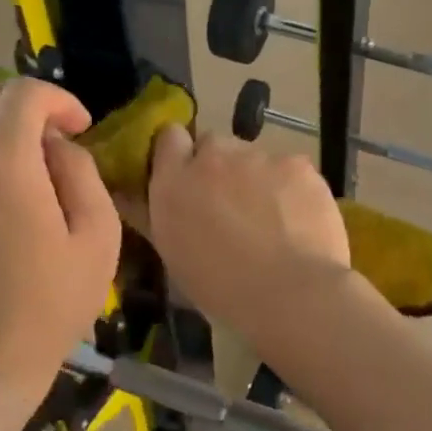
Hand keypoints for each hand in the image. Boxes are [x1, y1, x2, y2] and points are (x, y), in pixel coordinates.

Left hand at [0, 78, 120, 395]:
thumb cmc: (53, 302)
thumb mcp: (99, 237)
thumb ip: (82, 173)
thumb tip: (57, 144)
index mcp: (2, 166)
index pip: (23, 94)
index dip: (59, 99)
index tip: (79, 126)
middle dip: (21, 104)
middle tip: (49, 139)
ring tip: (13, 166)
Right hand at [143, 126, 350, 341]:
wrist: (290, 292)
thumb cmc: (223, 291)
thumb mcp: (175, 259)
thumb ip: (154, 219)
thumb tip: (131, 198)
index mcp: (173, 184)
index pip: (169, 138)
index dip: (181, 155)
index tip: (189, 178)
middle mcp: (212, 158)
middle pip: (214, 146)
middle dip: (220, 168)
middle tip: (233, 206)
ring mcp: (258, 157)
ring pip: (255, 158)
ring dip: (258, 178)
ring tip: (275, 219)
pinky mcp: (298, 164)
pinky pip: (291, 169)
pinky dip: (293, 189)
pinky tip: (301, 220)